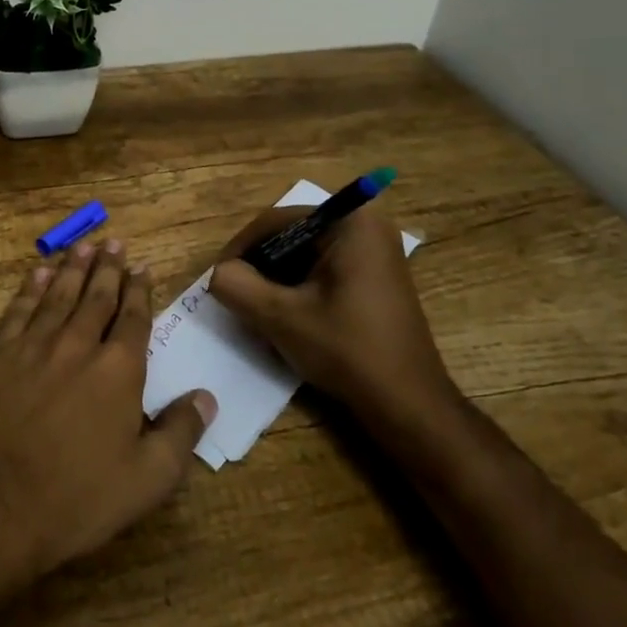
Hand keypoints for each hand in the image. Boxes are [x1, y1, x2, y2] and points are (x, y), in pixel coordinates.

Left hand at [0, 240, 215, 592]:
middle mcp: (76, 345)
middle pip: (96, 298)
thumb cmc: (74, 499)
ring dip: (72, 269)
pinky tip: (36, 274)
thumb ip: (180, 433)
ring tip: (83, 246)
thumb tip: (206, 396)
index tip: (143, 267)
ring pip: (57, 296)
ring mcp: (31, 347)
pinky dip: (29, 289)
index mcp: (118, 371)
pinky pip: (18, 311)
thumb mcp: (146, 480)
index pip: (133, 319)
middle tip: (114, 242)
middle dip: (108, 269)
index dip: (140, 291)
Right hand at [209, 207, 457, 431]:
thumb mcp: (280, 317)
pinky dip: (300, 288)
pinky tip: (287, 316)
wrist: (408, 404)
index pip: (277, 222)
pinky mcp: (376, 277)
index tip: (218, 280)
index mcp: (350, 222)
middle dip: (260, 265)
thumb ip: (237, 285)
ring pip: (306, 255)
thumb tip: (219, 274)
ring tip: (256, 309)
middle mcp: (367, 225)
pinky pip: (325, 269)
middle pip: (292, 236)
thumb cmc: (347, 350)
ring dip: (277, 279)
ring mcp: (376, 251)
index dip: (241, 249)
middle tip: (236, 295)